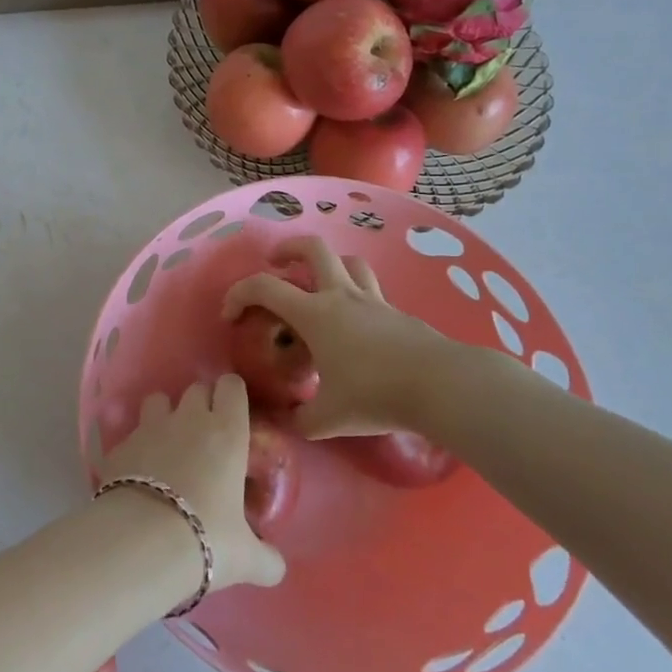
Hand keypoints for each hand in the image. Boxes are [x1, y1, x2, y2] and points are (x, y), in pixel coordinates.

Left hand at [97, 375, 285, 591]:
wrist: (140, 543)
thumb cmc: (206, 539)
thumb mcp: (246, 558)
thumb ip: (266, 559)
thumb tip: (277, 569)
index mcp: (227, 432)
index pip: (232, 386)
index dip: (232, 396)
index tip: (234, 416)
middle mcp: (189, 419)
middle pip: (197, 389)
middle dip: (202, 404)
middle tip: (206, 437)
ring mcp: (150, 427)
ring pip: (159, 400)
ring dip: (165, 414)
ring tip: (168, 445)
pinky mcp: (119, 445)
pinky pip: (131, 433)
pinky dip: (137, 446)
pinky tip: (138, 473)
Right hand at [222, 235, 458, 438]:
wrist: (441, 386)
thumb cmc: (375, 395)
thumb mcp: (328, 419)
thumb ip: (301, 420)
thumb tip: (289, 423)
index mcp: (315, 314)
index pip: (265, 287)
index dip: (239, 293)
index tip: (230, 315)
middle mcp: (341, 296)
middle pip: (313, 248)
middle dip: (288, 249)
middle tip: (278, 264)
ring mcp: (373, 300)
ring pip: (348, 261)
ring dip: (329, 265)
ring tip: (319, 285)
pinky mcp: (398, 313)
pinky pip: (371, 290)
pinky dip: (356, 296)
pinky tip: (356, 326)